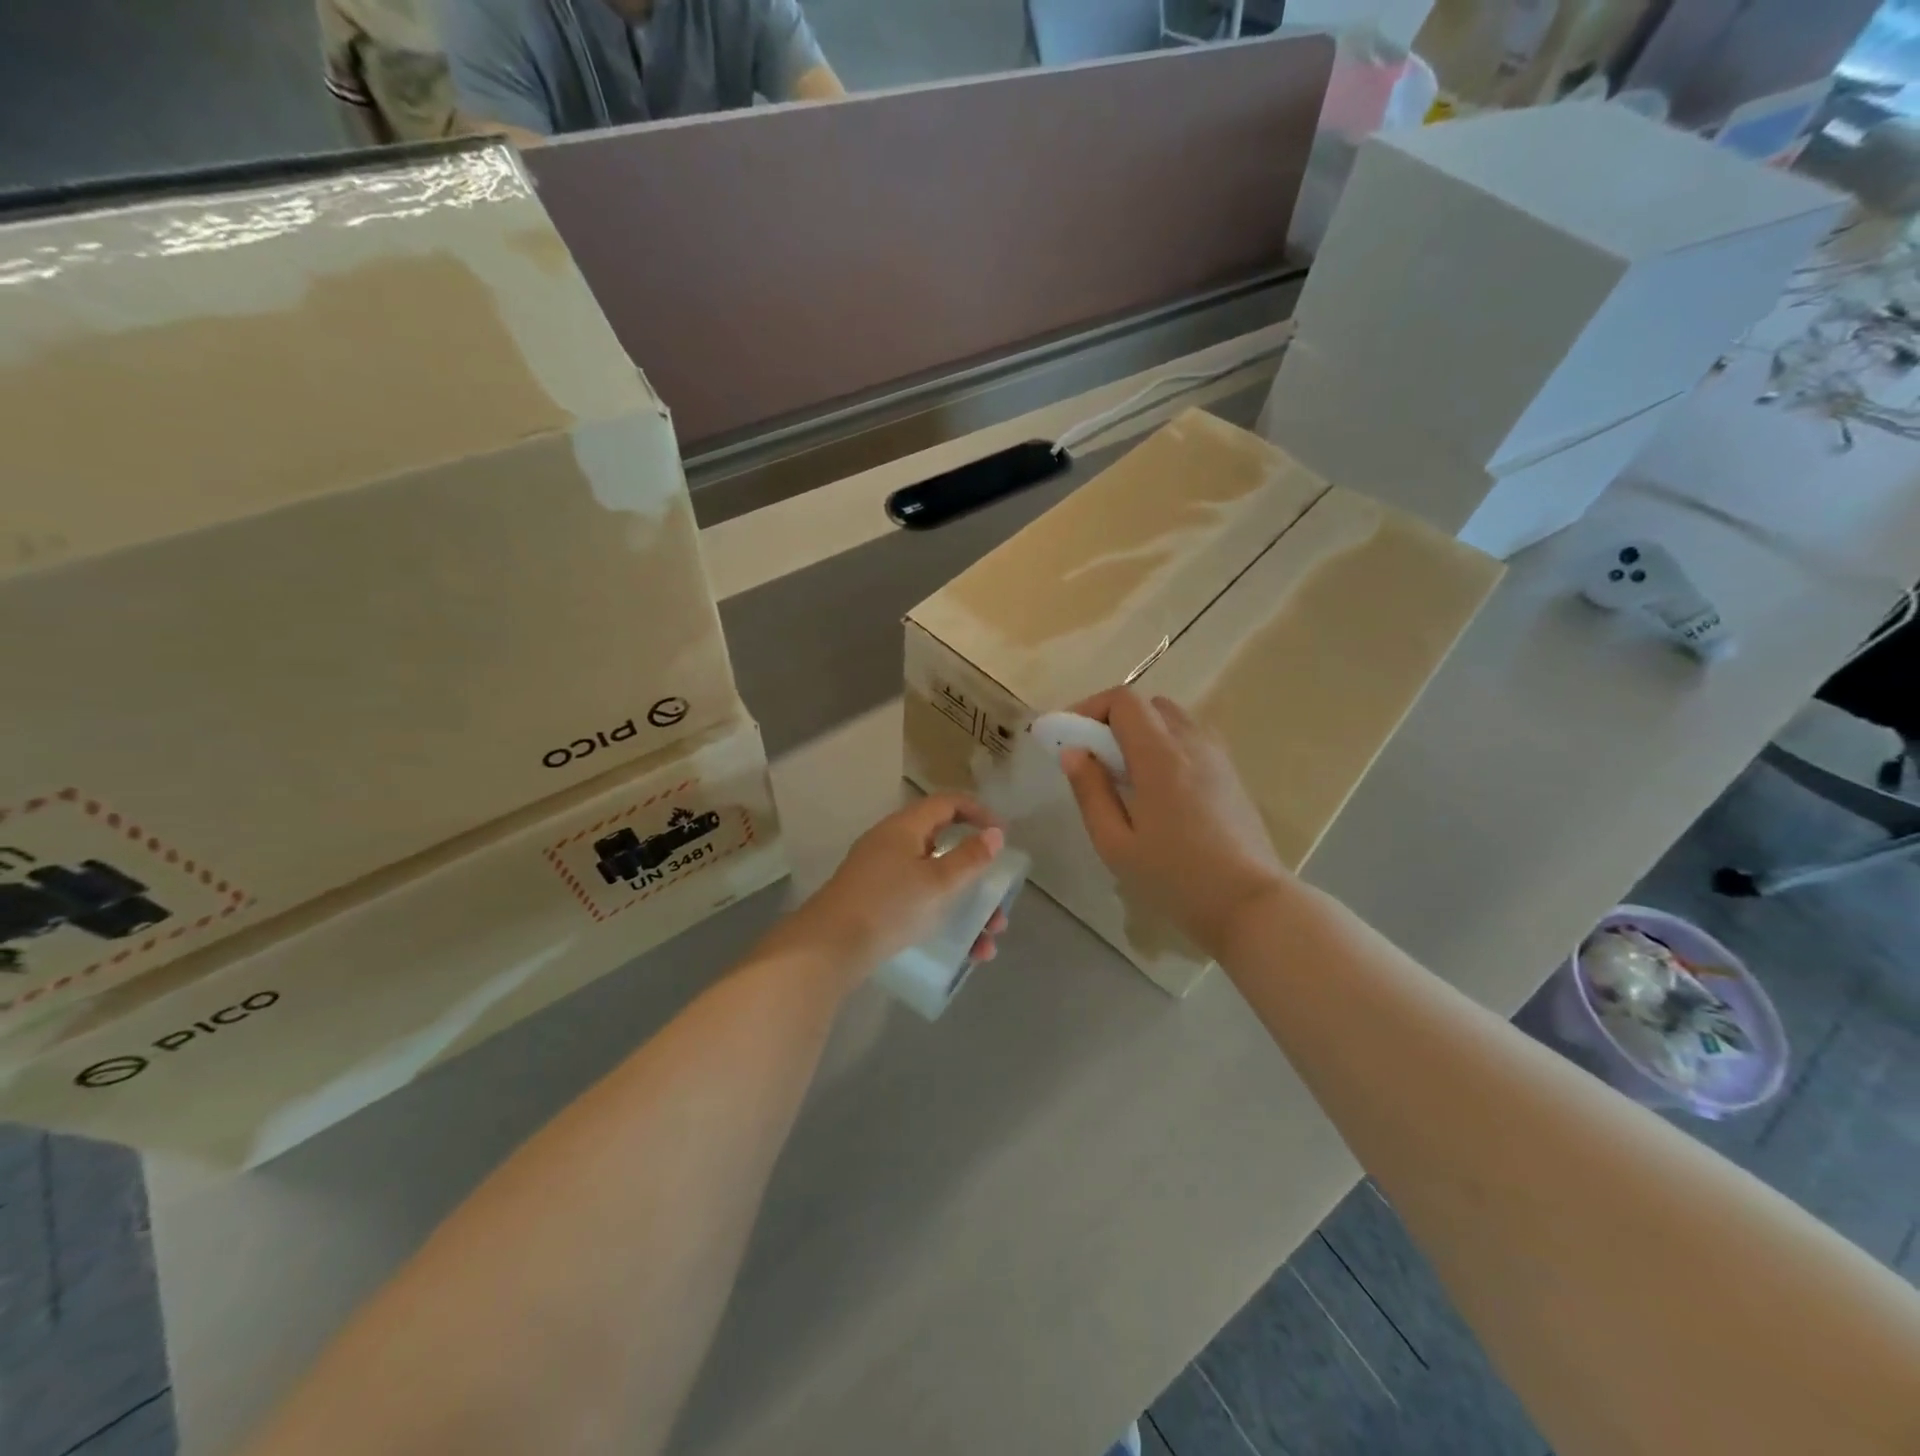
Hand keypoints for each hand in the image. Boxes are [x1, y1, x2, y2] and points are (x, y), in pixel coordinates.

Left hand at [773, 794, 1009, 987]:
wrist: (828, 948)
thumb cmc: (889, 906)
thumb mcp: (938, 883)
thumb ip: (970, 858)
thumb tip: (995, 833)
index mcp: (905, 828)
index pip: (947, 804)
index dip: (978, 813)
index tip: (1003, 835)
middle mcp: (892, 845)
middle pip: (944, 847)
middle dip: (978, 877)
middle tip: (998, 901)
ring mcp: (881, 875)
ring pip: (935, 883)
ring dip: (967, 909)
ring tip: (987, 942)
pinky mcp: (876, 904)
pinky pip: (919, 904)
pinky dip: (945, 921)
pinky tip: (965, 953)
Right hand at [1059, 688, 1288, 958]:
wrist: (1250, 904)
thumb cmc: (1175, 878)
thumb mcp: (1116, 843)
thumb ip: (1090, 791)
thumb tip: (1072, 752)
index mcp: (1160, 756)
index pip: (1124, 700)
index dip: (1090, 707)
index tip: (1069, 736)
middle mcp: (1192, 743)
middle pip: (1148, 704)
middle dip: (1113, 719)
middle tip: (1094, 756)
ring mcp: (1218, 756)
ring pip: (1173, 719)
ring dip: (1142, 731)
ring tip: (1125, 772)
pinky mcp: (1231, 773)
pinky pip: (1192, 738)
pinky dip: (1166, 744)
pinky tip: (1158, 785)